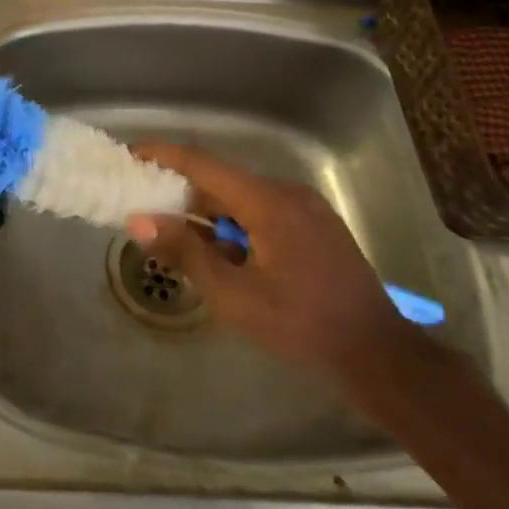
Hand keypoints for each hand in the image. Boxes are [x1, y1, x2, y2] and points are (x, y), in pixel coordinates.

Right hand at [128, 142, 413, 378]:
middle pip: (222, 180)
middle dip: (182, 191)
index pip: (203, 164)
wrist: (378, 354)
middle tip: (146, 205)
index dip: (164, 155)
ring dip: (209, 212)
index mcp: (266, 201)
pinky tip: (224, 252)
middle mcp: (287, 191)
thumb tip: (138, 221)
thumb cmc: (301, 325)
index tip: (130, 155)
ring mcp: (306, 206)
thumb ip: (185, 253)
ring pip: (242, 196)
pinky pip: (263, 209)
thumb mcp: (233, 296)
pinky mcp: (316, 224)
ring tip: (179, 236)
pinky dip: (235, 222)